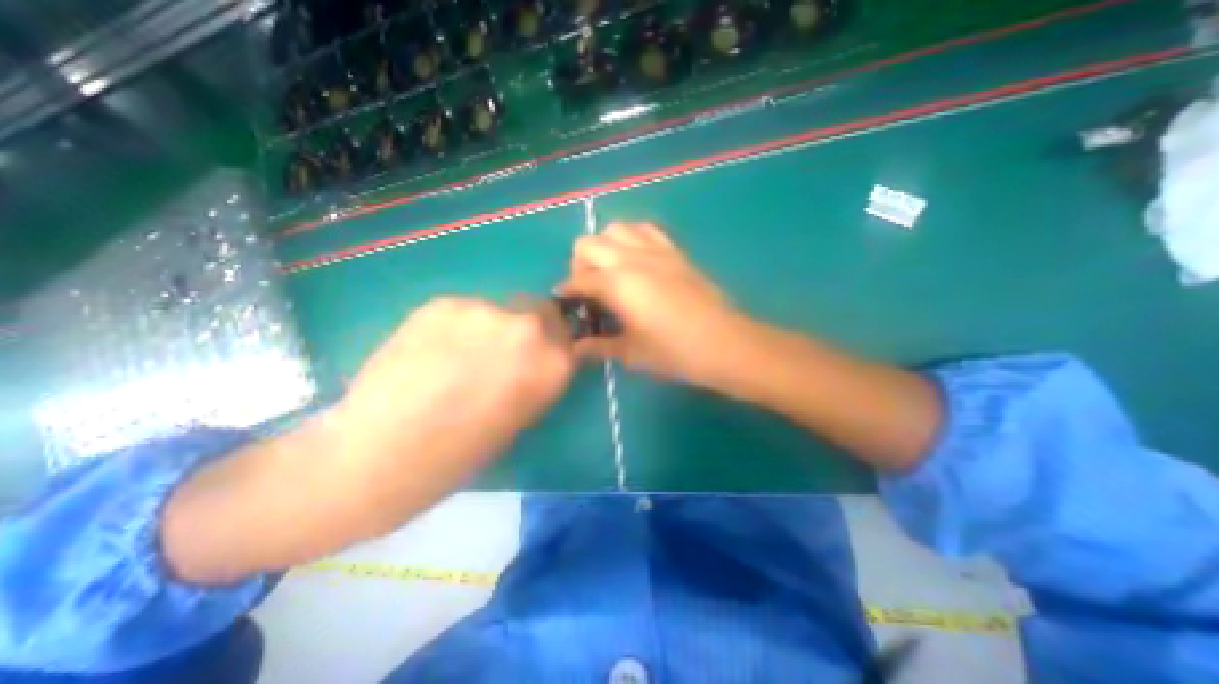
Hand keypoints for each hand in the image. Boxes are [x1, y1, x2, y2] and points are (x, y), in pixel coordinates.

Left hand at [164, 297, 575, 585]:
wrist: (382, 454)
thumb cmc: (462, 452)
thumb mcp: (523, 415)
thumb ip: (540, 375)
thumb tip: (541, 352)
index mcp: (553, 362)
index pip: (569, 332)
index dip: (554, 340)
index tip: (541, 349)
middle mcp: (526, 327)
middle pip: (539, 309)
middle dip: (528, 326)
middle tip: (500, 350)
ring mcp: (482, 310)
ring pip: (499, 308)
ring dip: (490, 326)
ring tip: (457, 356)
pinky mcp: (441, 302)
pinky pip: (463, 309)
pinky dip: (457, 325)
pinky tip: (432, 351)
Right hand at [558, 223, 749, 384]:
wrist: (724, 343)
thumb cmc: (674, 352)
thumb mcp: (631, 353)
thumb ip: (599, 346)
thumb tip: (576, 348)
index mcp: (616, 284)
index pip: (578, 280)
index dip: (566, 292)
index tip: (564, 304)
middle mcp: (631, 258)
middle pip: (589, 243)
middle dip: (580, 264)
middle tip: (590, 291)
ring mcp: (655, 250)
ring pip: (616, 229)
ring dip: (605, 247)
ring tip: (612, 273)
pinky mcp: (675, 251)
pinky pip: (646, 231)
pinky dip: (633, 240)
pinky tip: (638, 263)